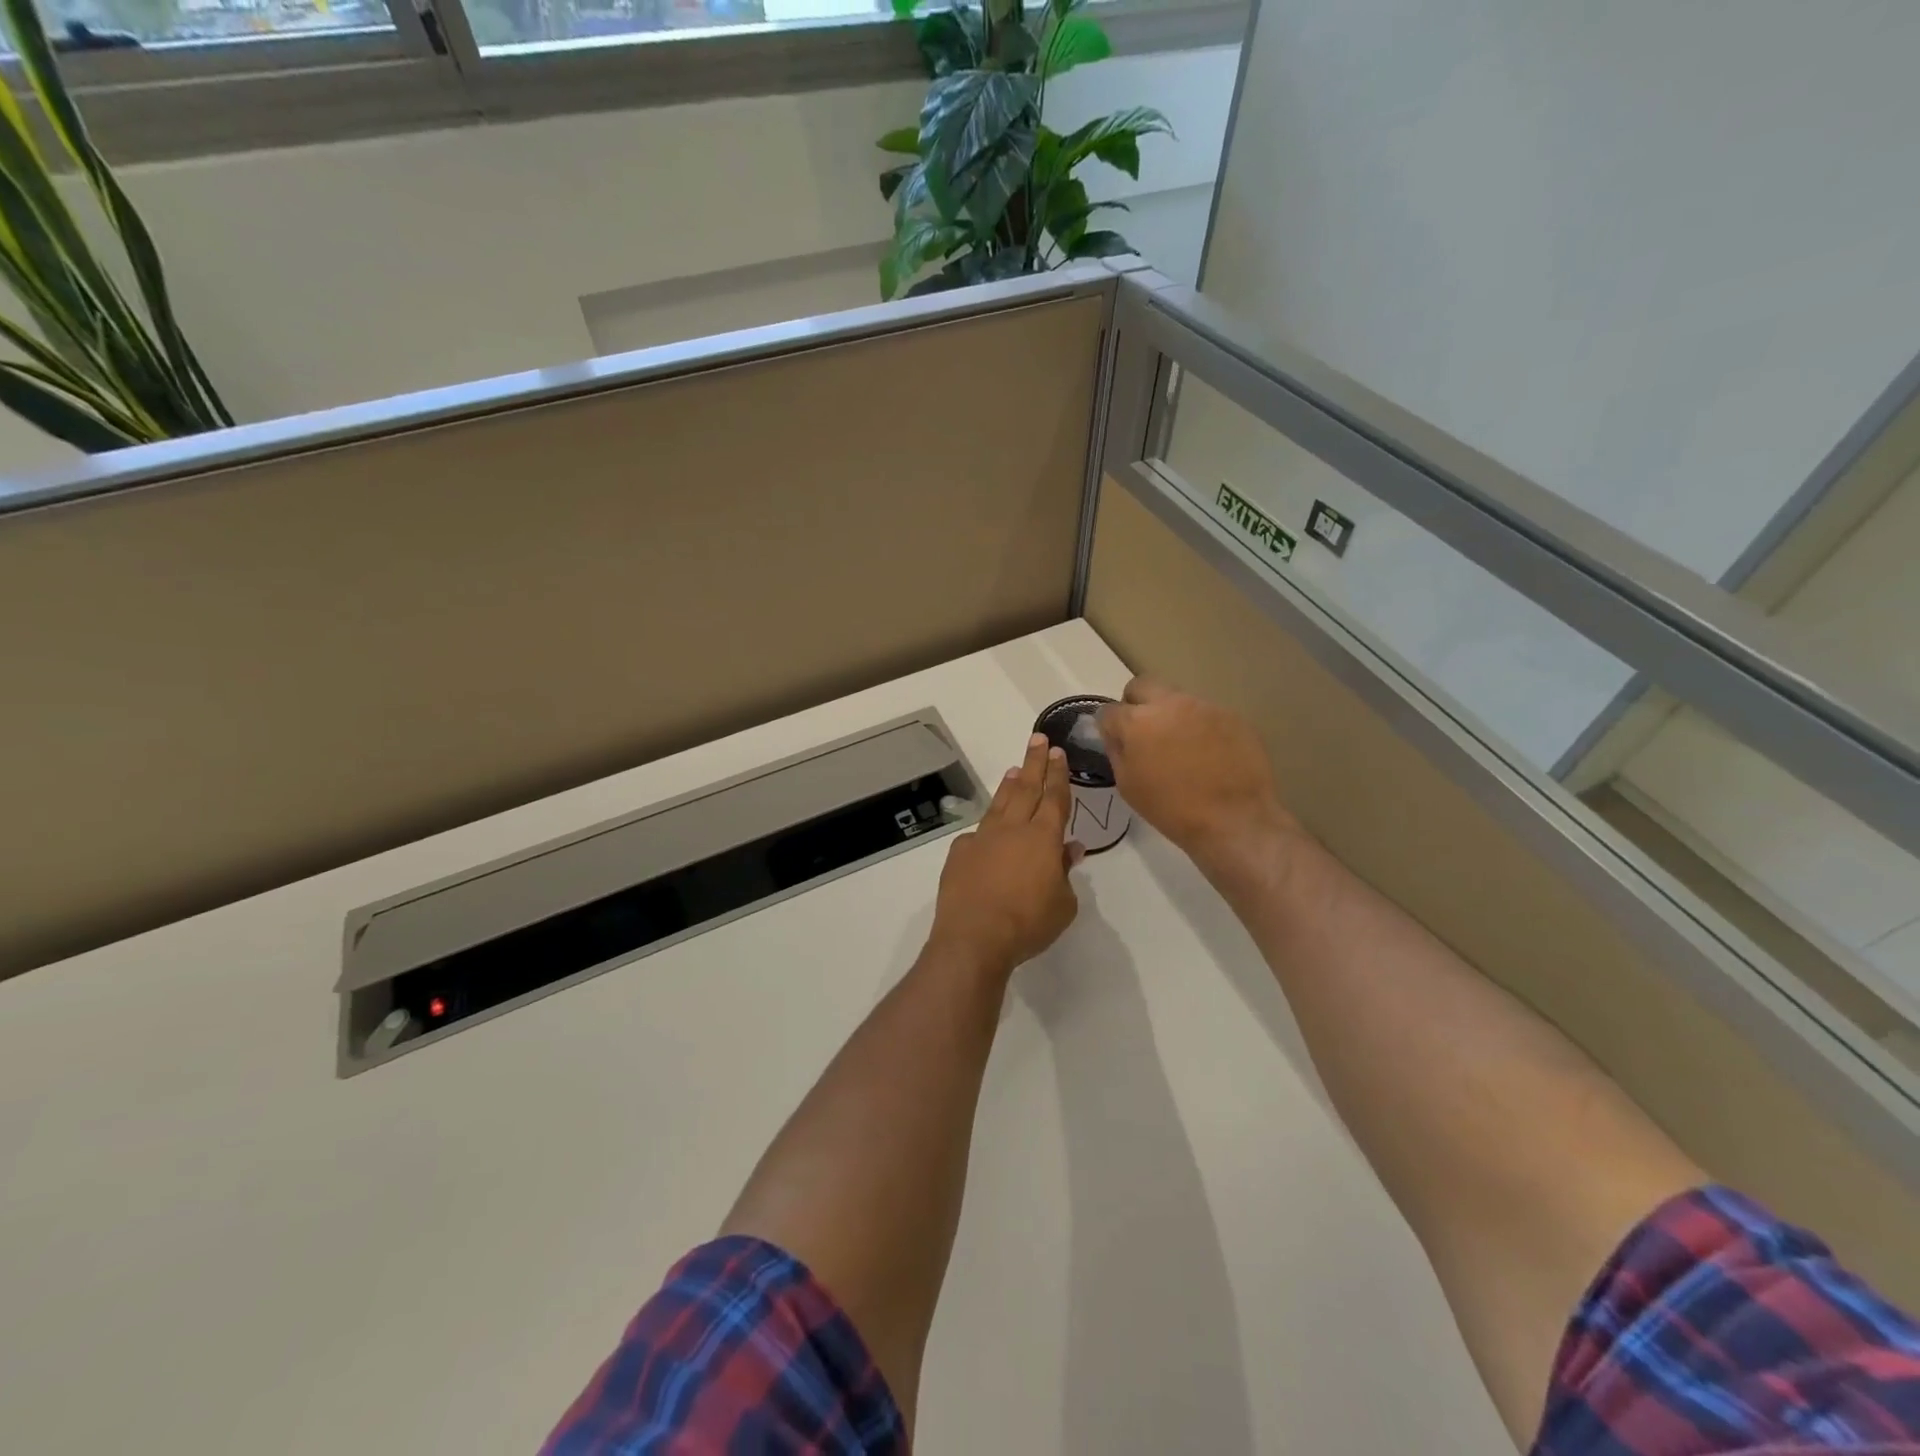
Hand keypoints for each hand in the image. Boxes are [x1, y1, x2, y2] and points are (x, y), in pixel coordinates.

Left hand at [929, 734, 1081, 974]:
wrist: (974, 937)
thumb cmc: (1028, 923)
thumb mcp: (1064, 904)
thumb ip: (1065, 872)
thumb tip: (1070, 849)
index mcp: (1043, 838)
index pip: (1054, 798)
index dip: (1058, 775)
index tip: (1058, 752)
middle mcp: (1012, 829)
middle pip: (1027, 788)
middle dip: (1034, 763)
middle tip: (1038, 740)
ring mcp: (982, 838)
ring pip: (1000, 803)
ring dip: (1010, 785)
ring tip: (1014, 769)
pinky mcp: (960, 853)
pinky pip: (978, 834)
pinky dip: (987, 827)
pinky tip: (987, 831)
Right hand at [1097, 677, 1300, 874]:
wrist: (1234, 820)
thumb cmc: (1172, 809)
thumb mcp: (1128, 786)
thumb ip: (1118, 751)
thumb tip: (1116, 735)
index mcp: (1137, 721)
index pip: (1109, 710)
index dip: (1109, 726)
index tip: (1117, 741)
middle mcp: (1169, 704)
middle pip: (1142, 685)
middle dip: (1136, 704)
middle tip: (1144, 733)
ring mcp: (1204, 706)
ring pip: (1176, 699)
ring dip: (1171, 716)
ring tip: (1182, 748)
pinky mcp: (1232, 716)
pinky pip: (1205, 714)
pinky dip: (1200, 728)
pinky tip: (1209, 755)